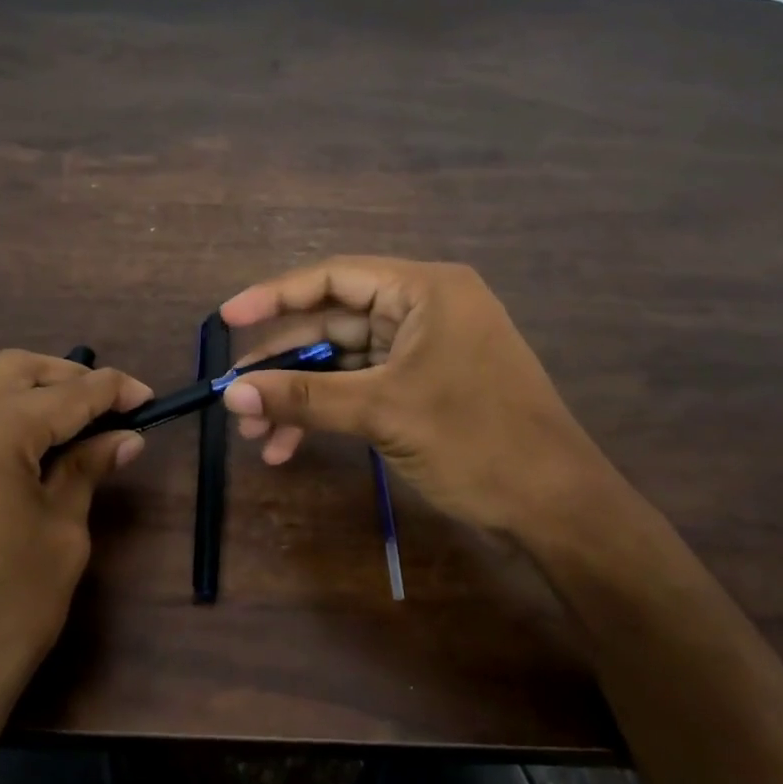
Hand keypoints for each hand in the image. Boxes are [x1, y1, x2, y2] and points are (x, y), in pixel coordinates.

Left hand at [0, 351, 150, 783]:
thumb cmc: (3, 613)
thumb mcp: (61, 535)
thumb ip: (86, 471)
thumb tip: (125, 437)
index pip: (68, 393)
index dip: (113, 390)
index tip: (147, 397)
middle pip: (15, 368)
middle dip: (66, 377)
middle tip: (106, 406)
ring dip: (20, 384)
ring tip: (58, 416)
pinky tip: (8, 438)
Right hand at [219, 258, 643, 560]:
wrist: (555, 506)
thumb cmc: (476, 440)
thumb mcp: (384, 412)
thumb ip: (305, 398)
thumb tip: (231, 393)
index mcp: (423, 290)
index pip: (333, 277)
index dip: (274, 295)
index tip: (227, 319)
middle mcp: (422, 310)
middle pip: (333, 324)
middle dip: (283, 365)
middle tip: (237, 397)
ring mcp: (424, 350)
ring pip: (343, 363)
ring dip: (300, 397)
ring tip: (256, 436)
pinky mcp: (424, 387)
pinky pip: (362, 389)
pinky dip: (328, 413)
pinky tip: (290, 446)